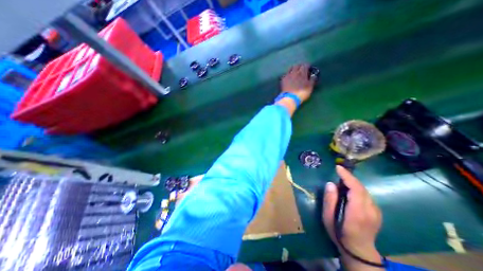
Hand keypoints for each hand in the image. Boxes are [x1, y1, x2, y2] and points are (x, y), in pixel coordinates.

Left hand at [279, 64, 316, 103]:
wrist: (289, 98)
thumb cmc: (301, 93)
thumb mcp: (310, 87)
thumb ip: (312, 80)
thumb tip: (313, 75)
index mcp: (302, 73)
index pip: (305, 65)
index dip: (308, 66)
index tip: (309, 68)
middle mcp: (294, 72)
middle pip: (297, 65)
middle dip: (300, 66)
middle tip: (302, 69)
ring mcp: (287, 76)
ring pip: (290, 68)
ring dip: (293, 69)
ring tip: (295, 72)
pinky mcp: (282, 80)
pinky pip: (285, 74)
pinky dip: (288, 74)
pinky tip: (289, 77)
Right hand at [322, 167, 383, 269]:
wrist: (359, 250)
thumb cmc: (339, 232)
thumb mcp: (328, 217)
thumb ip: (330, 200)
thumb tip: (330, 184)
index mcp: (357, 212)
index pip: (355, 189)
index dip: (347, 176)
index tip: (338, 168)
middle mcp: (370, 210)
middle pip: (361, 187)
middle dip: (349, 177)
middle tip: (338, 171)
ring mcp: (376, 211)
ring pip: (364, 190)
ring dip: (352, 182)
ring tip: (341, 178)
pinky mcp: (376, 211)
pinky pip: (366, 195)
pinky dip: (357, 188)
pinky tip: (349, 189)